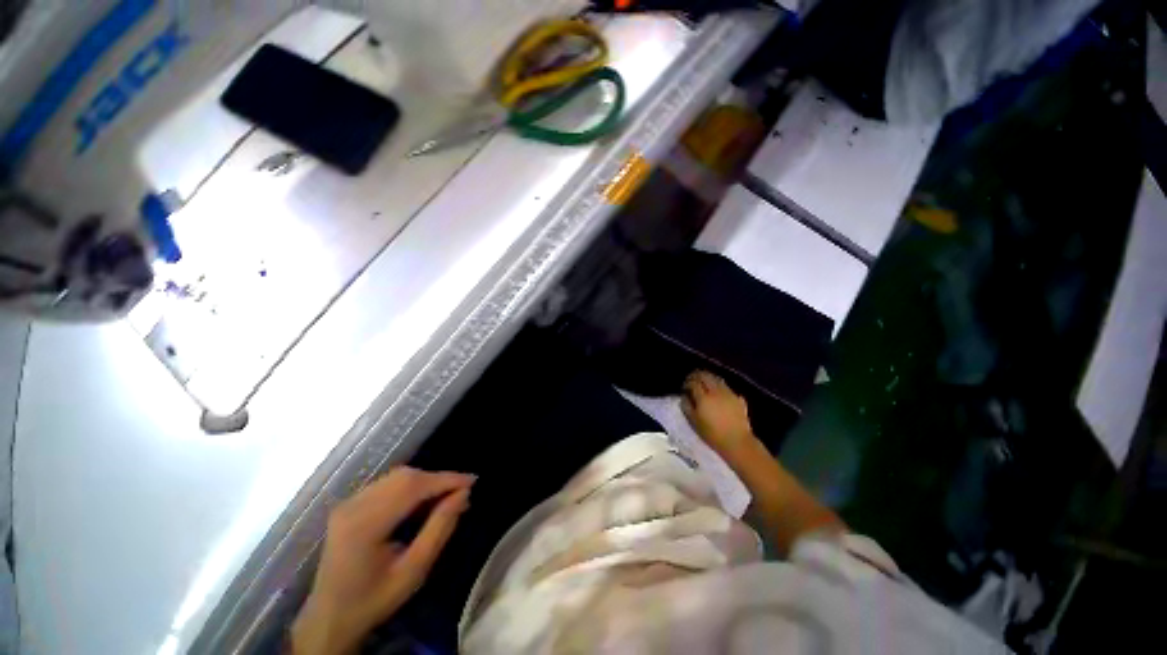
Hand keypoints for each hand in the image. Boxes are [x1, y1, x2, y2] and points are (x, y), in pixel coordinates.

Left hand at [291, 467, 474, 654]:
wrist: (329, 617)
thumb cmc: (374, 600)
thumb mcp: (414, 571)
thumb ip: (440, 529)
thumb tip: (463, 495)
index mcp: (365, 525)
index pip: (413, 487)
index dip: (446, 480)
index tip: (472, 481)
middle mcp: (353, 506)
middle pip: (405, 477)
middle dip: (438, 479)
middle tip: (461, 493)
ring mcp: (348, 503)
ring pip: (397, 477)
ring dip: (426, 481)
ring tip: (445, 497)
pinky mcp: (348, 504)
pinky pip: (387, 484)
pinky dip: (411, 486)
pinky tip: (422, 501)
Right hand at [681, 371, 757, 457]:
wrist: (737, 442)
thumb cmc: (712, 434)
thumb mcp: (694, 422)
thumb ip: (687, 406)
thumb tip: (684, 396)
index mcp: (703, 398)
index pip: (693, 382)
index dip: (687, 382)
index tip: (684, 388)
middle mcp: (716, 392)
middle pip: (705, 375)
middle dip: (696, 375)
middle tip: (692, 380)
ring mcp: (728, 393)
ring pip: (716, 378)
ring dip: (708, 378)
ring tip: (704, 383)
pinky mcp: (737, 397)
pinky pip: (726, 386)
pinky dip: (719, 385)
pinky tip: (717, 392)